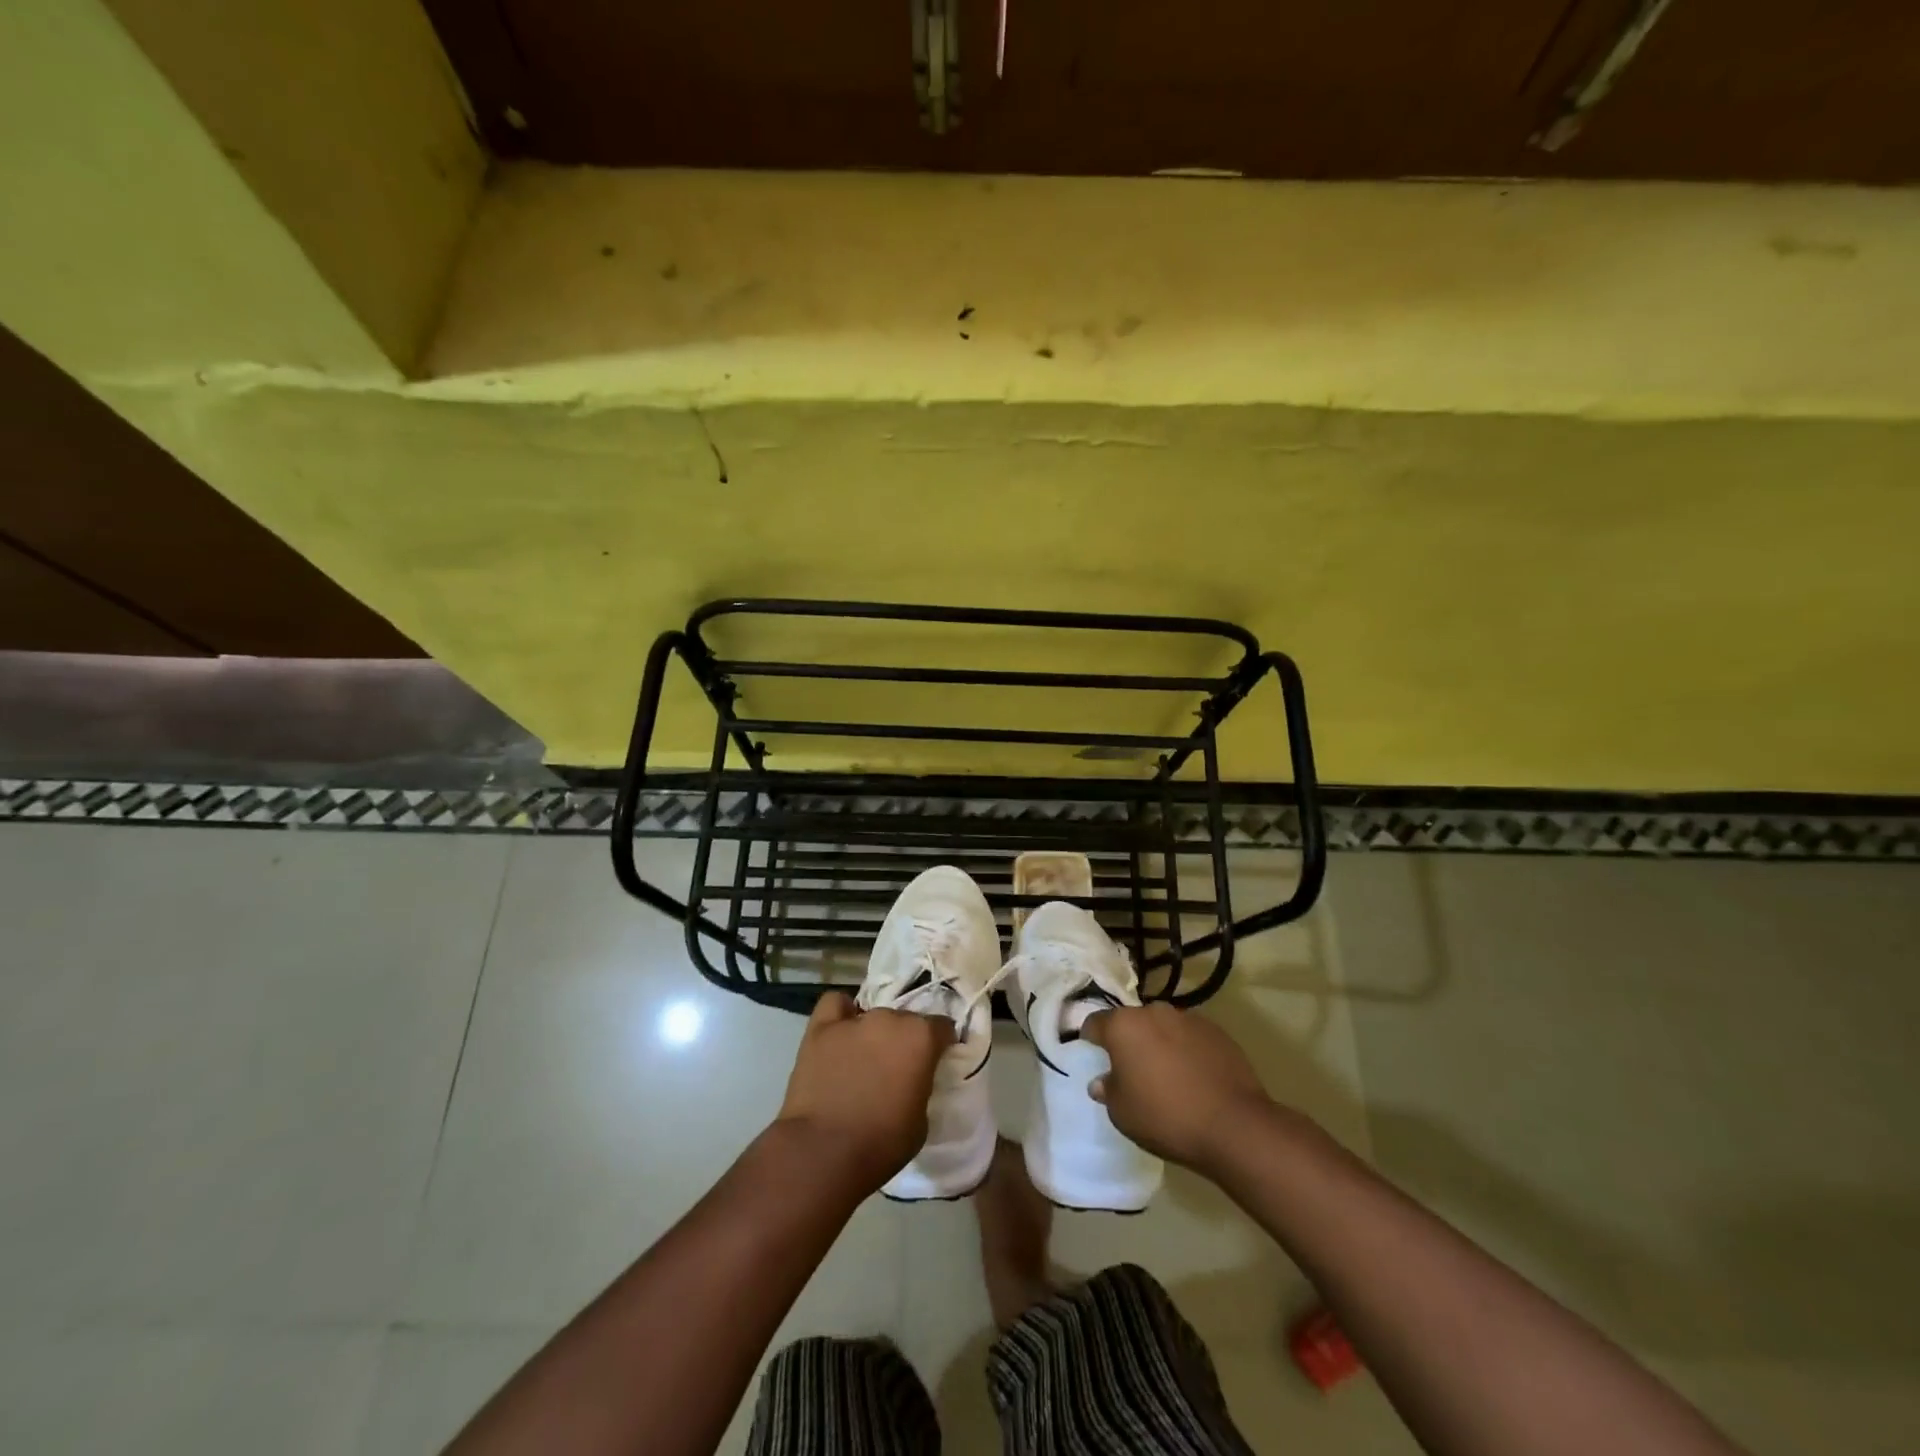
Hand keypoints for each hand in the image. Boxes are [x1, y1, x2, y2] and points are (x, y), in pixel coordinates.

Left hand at [776, 993, 953, 1189]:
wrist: (822, 1153)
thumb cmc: (881, 1143)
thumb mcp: (921, 1120)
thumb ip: (922, 1085)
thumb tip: (914, 1078)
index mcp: (921, 1037)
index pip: (942, 1027)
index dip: (940, 1044)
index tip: (936, 1060)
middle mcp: (889, 1018)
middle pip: (905, 1019)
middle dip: (905, 1039)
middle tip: (897, 1067)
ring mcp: (853, 1020)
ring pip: (873, 1015)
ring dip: (875, 1032)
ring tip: (865, 1057)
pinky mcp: (820, 1028)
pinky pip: (835, 1005)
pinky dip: (841, 1015)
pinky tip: (841, 1031)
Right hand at [1081, 1003, 1276, 1173]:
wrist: (1234, 1125)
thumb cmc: (1166, 1117)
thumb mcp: (1122, 1113)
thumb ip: (1108, 1090)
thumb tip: (1101, 1081)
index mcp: (1123, 1025)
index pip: (1095, 1023)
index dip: (1090, 1039)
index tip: (1093, 1056)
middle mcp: (1153, 1011)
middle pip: (1131, 1022)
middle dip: (1128, 1041)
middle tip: (1132, 1070)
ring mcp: (1188, 1018)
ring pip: (1162, 1027)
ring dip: (1159, 1043)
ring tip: (1167, 1075)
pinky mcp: (1216, 1030)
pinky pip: (1190, 1037)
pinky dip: (1186, 1050)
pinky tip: (1195, 1078)